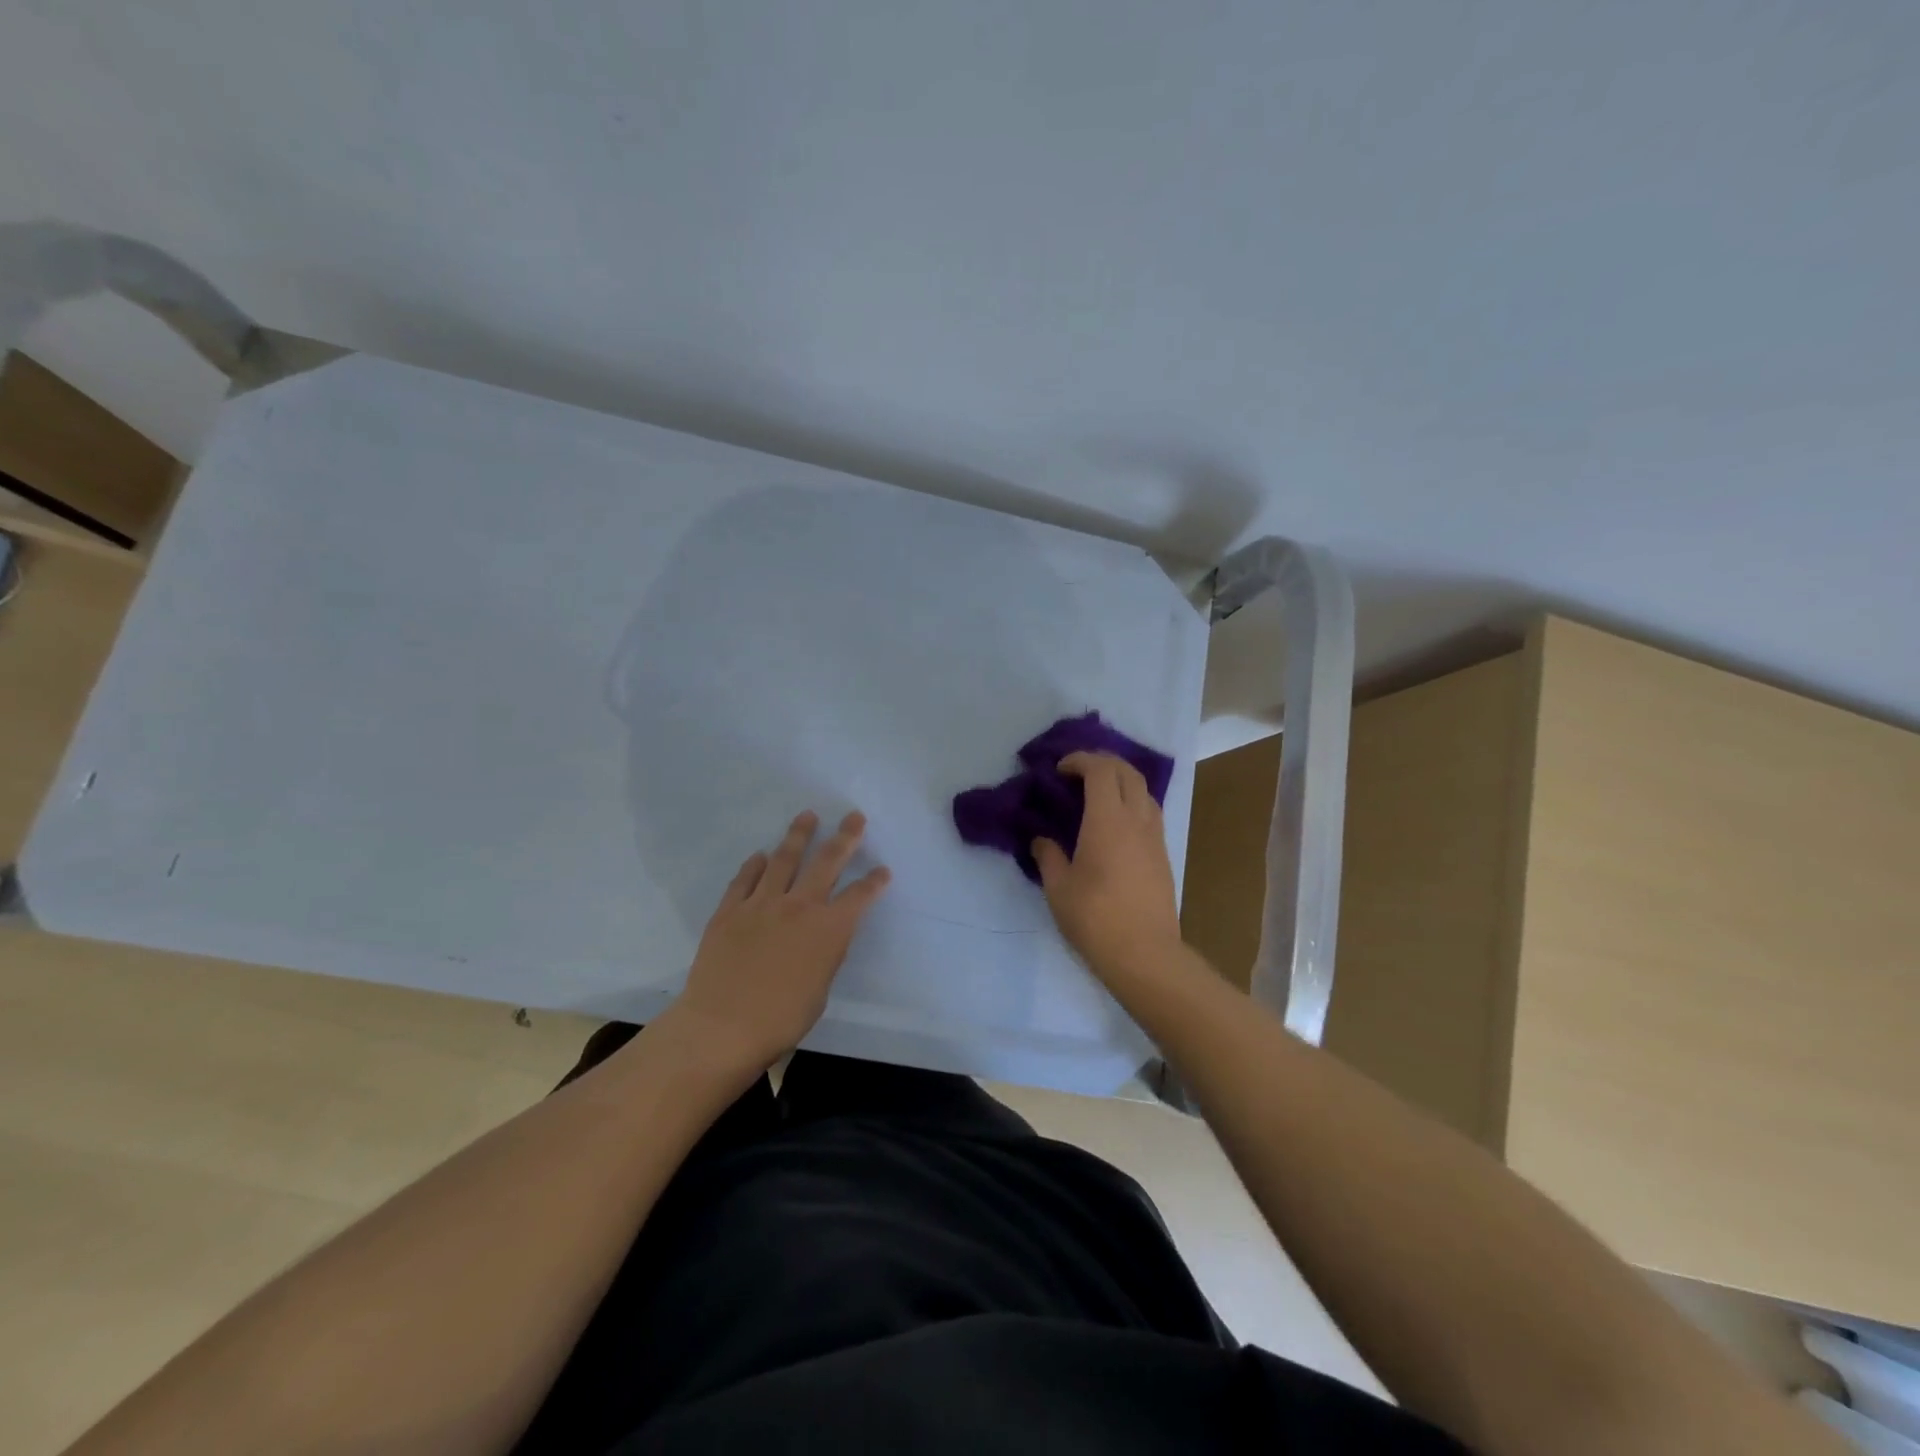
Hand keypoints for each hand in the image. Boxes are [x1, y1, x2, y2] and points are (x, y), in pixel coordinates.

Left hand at [664, 810, 889, 1072]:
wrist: (723, 1027)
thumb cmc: (781, 1020)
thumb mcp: (820, 989)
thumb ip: (824, 955)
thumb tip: (821, 938)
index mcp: (829, 929)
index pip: (859, 896)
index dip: (874, 882)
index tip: (883, 870)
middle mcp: (799, 906)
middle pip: (826, 862)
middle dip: (844, 837)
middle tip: (853, 816)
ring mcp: (761, 904)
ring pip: (783, 859)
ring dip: (798, 835)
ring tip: (807, 816)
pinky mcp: (729, 911)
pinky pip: (745, 879)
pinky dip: (754, 864)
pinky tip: (760, 855)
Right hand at [1033, 753, 1183, 978]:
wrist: (1145, 954)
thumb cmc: (1095, 918)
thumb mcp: (1059, 888)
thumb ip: (1048, 856)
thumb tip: (1041, 840)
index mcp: (1108, 820)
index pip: (1101, 770)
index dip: (1080, 760)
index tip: (1059, 770)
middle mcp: (1136, 820)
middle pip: (1128, 772)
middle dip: (1103, 762)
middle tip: (1078, 772)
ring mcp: (1155, 837)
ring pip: (1144, 790)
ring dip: (1121, 781)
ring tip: (1097, 794)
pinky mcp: (1163, 855)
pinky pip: (1150, 812)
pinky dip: (1132, 802)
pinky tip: (1114, 822)